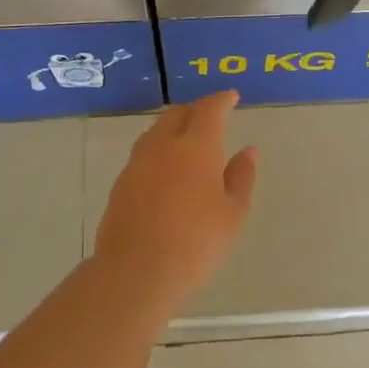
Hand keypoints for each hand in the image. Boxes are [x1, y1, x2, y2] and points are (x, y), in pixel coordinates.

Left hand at [93, 91, 257, 298]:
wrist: (137, 270)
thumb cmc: (196, 241)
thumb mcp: (233, 212)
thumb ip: (241, 176)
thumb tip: (248, 151)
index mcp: (196, 146)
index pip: (209, 110)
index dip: (221, 100)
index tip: (231, 97)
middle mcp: (163, 146)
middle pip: (177, 114)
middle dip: (195, 110)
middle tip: (210, 117)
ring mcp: (137, 163)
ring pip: (155, 132)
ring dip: (173, 128)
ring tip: (186, 141)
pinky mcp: (120, 183)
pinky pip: (143, 154)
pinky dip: (158, 151)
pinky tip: (165, 170)